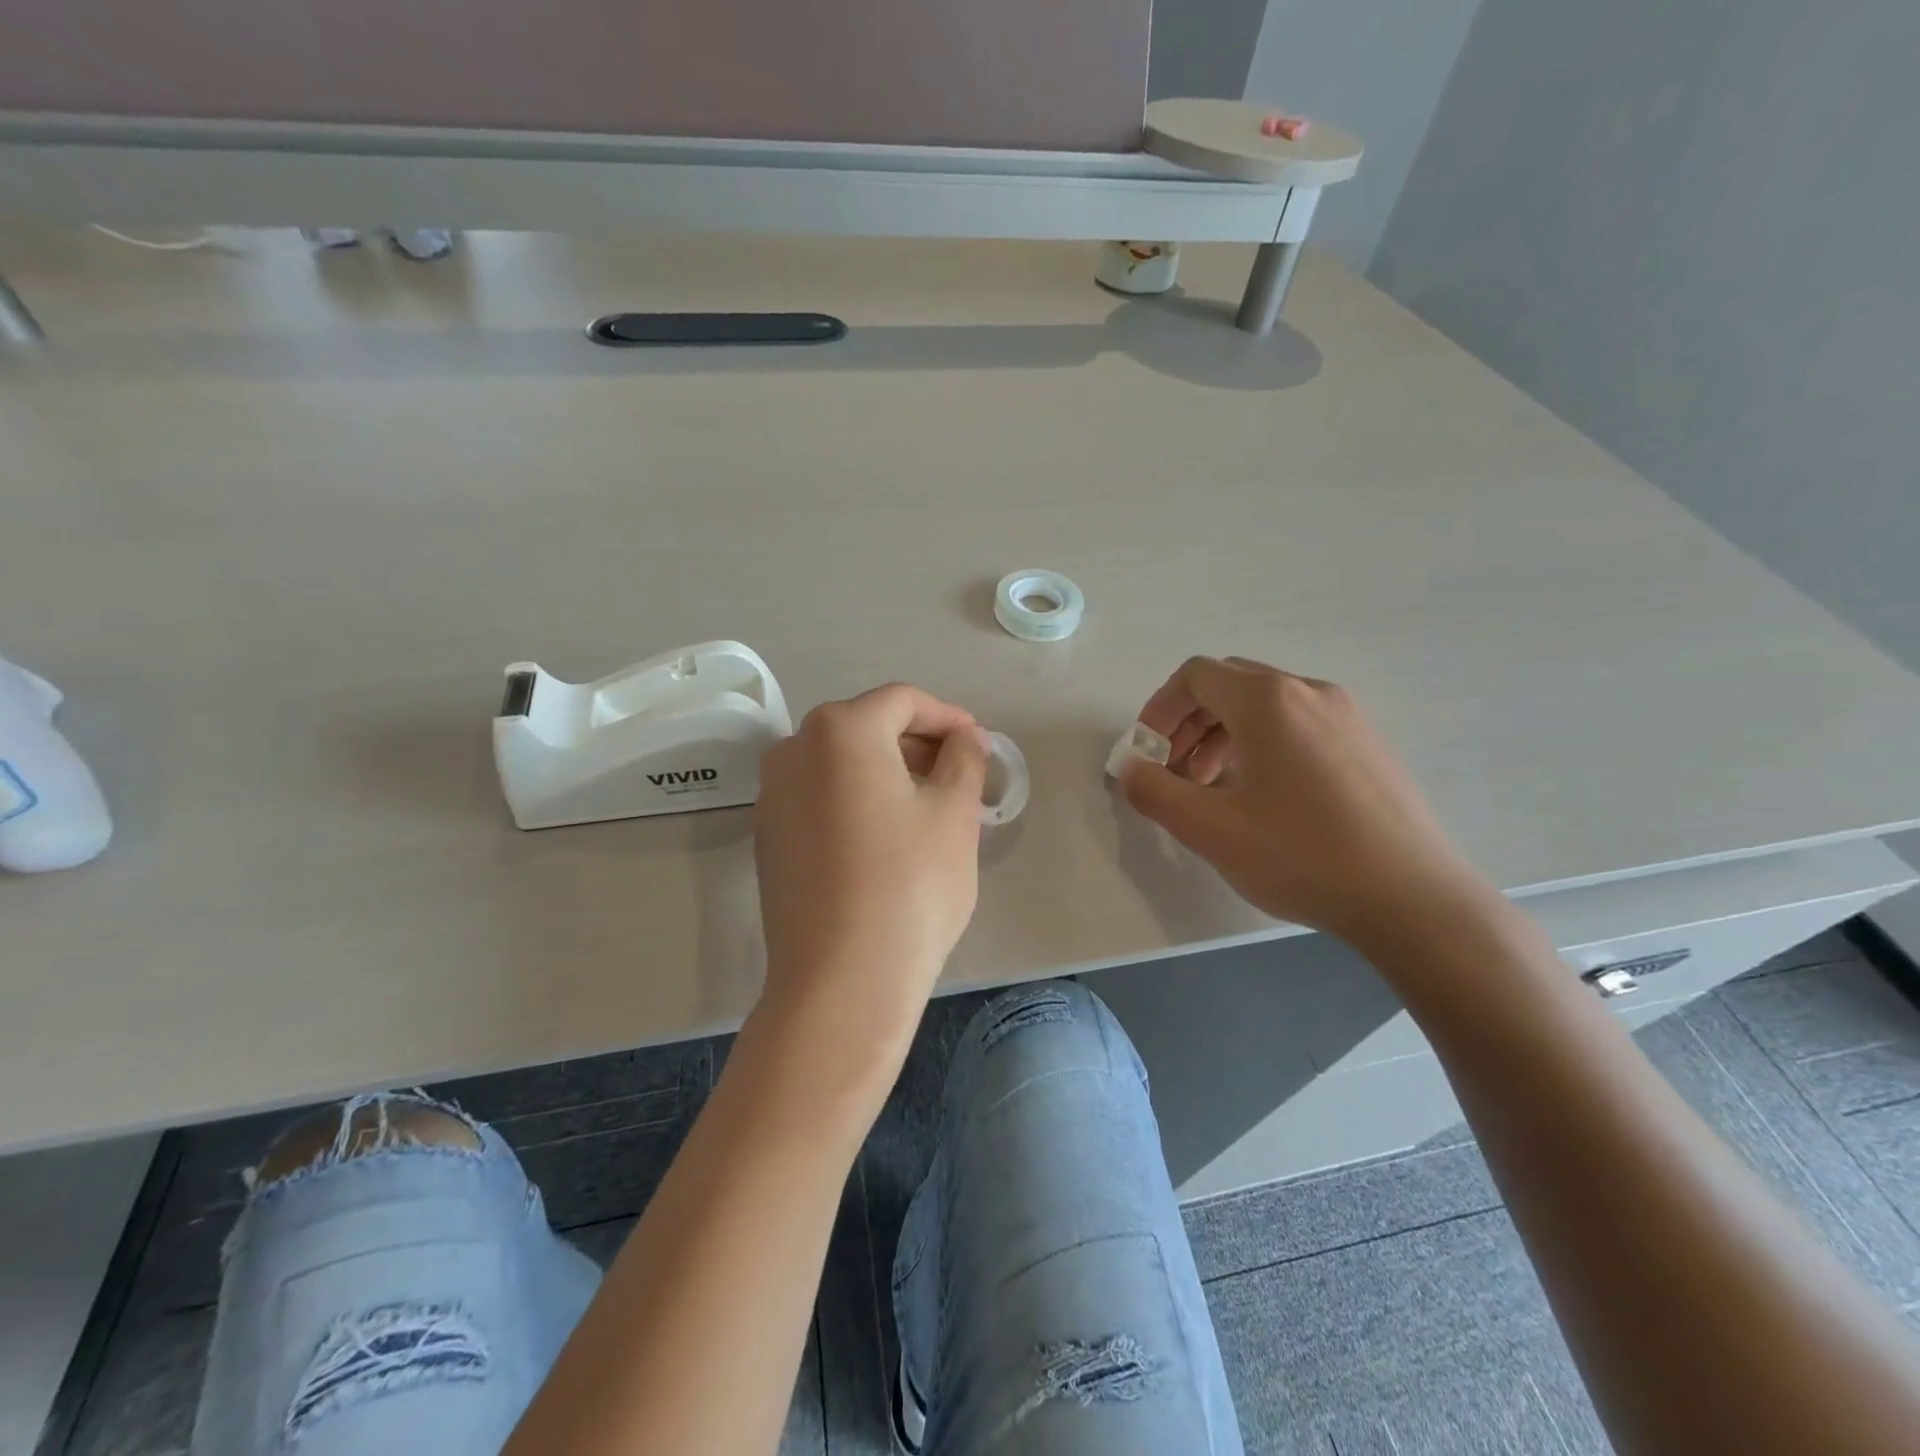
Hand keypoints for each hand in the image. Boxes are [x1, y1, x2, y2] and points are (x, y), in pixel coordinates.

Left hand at [753, 683, 989, 1054]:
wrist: (840, 981)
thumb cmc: (910, 885)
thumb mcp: (955, 813)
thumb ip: (964, 759)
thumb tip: (965, 738)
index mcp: (840, 730)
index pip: (902, 701)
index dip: (947, 717)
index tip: (978, 743)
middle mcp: (794, 750)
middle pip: (867, 727)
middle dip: (918, 743)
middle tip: (960, 774)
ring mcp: (773, 795)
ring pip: (841, 763)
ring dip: (888, 771)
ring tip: (929, 804)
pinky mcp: (768, 837)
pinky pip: (820, 796)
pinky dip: (857, 798)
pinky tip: (887, 836)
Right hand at [1120, 656, 1499, 946]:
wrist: (1412, 898)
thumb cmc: (1300, 855)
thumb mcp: (1208, 828)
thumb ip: (1154, 791)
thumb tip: (1131, 768)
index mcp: (1268, 701)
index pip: (1196, 675)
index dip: (1160, 709)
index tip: (1148, 754)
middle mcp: (1309, 691)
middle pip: (1230, 685)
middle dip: (1190, 723)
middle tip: (1177, 774)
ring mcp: (1347, 716)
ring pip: (1266, 706)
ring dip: (1225, 736)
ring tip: (1215, 790)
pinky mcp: (1369, 745)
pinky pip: (1300, 725)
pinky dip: (1264, 745)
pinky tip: (1266, 799)